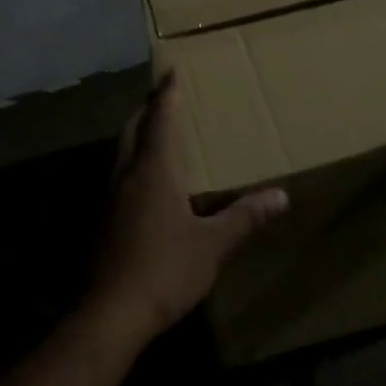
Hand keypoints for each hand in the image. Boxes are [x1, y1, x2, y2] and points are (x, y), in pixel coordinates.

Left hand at [89, 71, 288, 343]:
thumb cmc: (164, 270)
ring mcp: (110, 199)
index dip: (167, 95)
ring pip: (122, 153)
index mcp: (153, 171)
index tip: (171, 71)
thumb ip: (245, 217)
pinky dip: (133, 162)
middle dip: (148, 110)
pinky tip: (147, 182)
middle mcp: (127, 176)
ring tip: (157, 133)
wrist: (109, 314)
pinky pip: (119, 176)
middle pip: (133, 130)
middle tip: (164, 98)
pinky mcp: (103, 221)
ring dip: (137, 135)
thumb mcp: (213, 245)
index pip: (160, 120)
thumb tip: (281, 195)